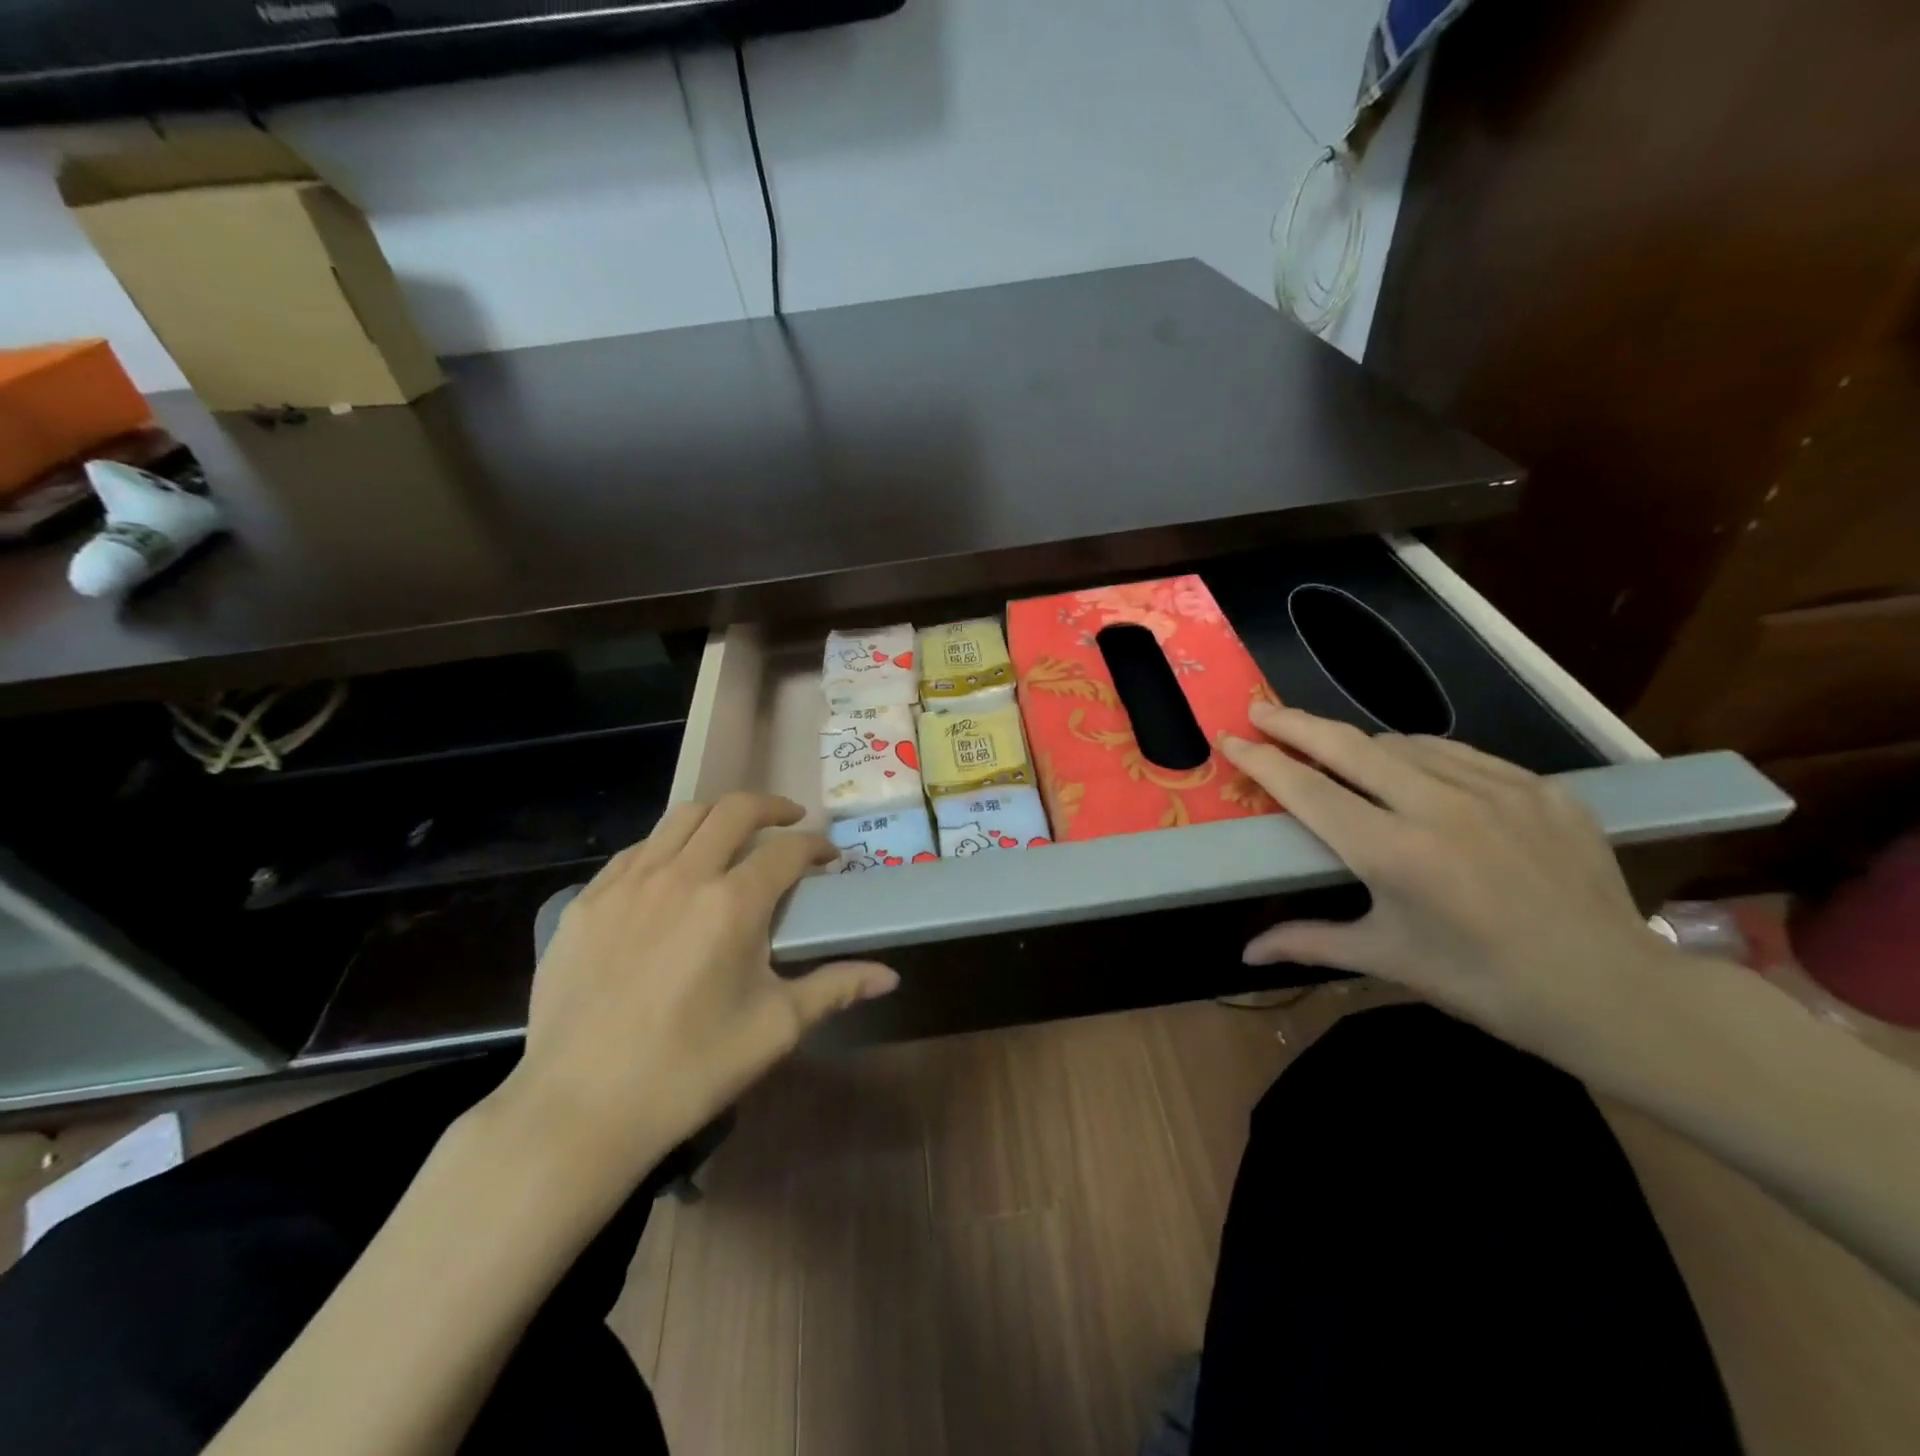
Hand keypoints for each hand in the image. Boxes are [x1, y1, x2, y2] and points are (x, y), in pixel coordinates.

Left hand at [495, 793, 897, 1191]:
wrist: (579, 1109)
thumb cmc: (689, 1069)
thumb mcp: (774, 1028)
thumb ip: (835, 988)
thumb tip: (889, 976)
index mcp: (733, 903)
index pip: (788, 851)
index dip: (817, 847)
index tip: (830, 859)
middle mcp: (682, 875)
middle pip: (734, 810)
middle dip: (772, 808)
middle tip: (790, 822)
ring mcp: (627, 883)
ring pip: (682, 817)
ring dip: (719, 815)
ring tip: (736, 833)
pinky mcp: (587, 901)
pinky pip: (637, 850)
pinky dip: (669, 845)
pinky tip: (674, 872)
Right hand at [1221, 703, 1679, 1052]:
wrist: (1613, 992)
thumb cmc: (1483, 982)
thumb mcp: (1387, 959)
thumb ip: (1308, 942)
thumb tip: (1246, 953)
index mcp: (1394, 854)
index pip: (1307, 790)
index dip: (1261, 760)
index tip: (1230, 738)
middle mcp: (1439, 808)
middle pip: (1349, 745)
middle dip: (1295, 723)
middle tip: (1260, 708)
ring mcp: (1496, 790)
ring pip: (1404, 742)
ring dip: (1358, 742)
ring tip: (1335, 750)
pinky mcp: (1540, 787)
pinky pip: (1460, 754)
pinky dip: (1420, 754)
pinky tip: (1413, 768)